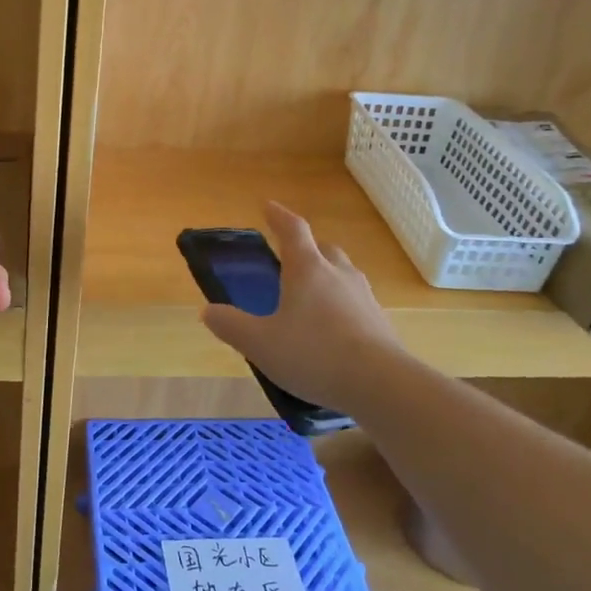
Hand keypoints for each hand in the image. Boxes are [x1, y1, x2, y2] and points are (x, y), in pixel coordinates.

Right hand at [200, 202, 402, 413]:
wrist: (381, 384)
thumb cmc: (314, 354)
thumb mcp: (260, 344)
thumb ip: (231, 326)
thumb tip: (209, 311)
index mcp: (307, 269)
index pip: (293, 230)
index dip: (278, 215)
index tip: (268, 206)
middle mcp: (338, 274)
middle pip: (323, 249)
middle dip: (306, 249)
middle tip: (289, 258)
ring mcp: (364, 297)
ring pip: (343, 275)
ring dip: (326, 277)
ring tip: (310, 297)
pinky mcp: (380, 322)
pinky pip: (355, 303)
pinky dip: (341, 306)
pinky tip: (332, 330)